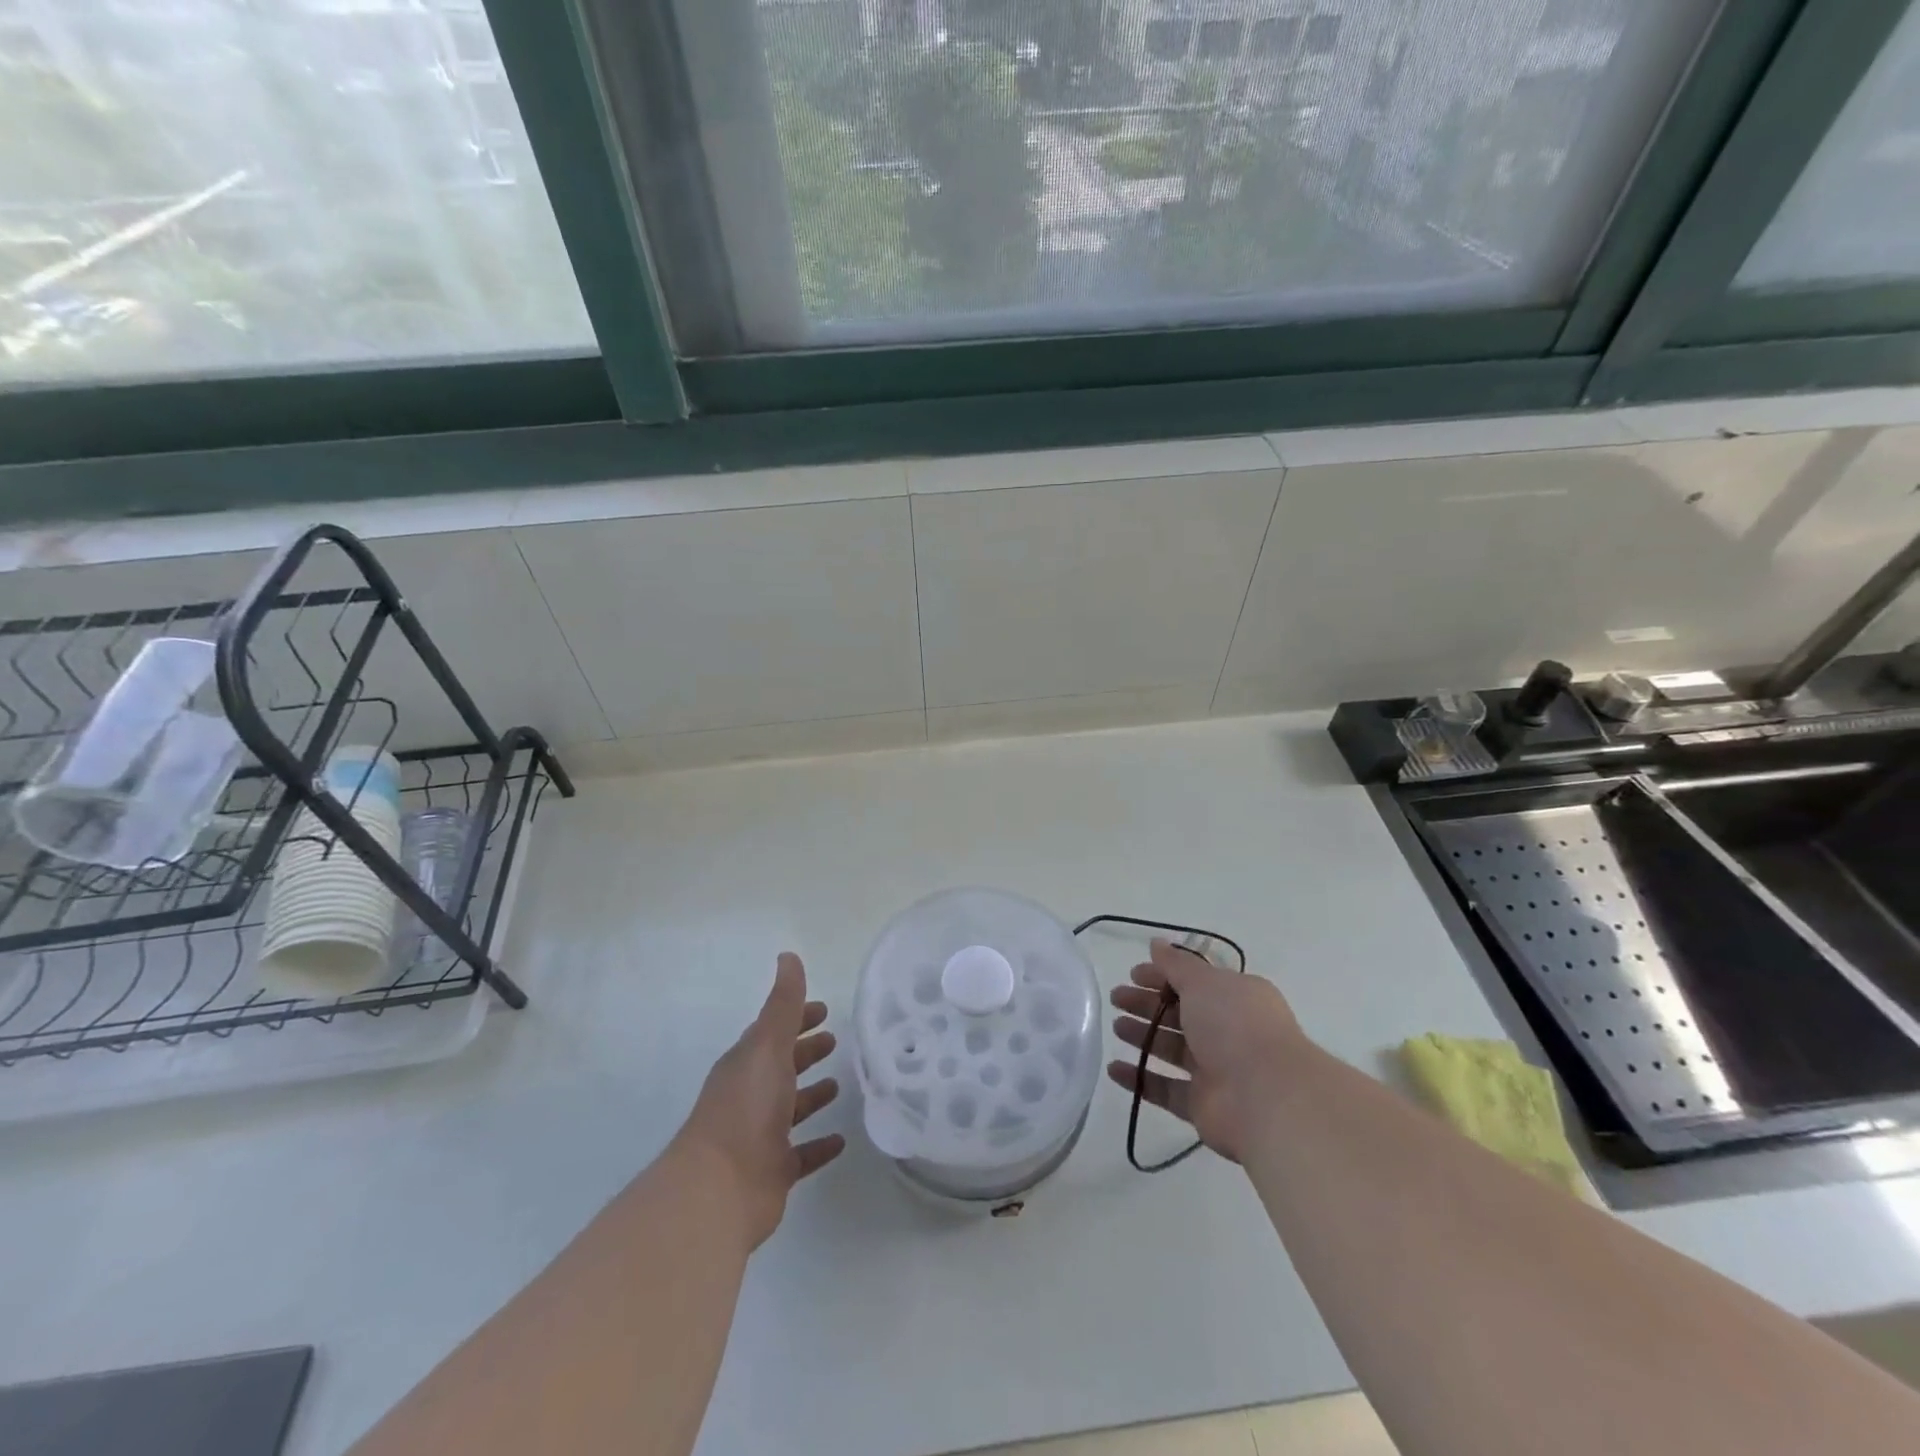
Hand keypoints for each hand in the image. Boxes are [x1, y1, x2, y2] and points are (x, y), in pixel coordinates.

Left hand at [676, 952, 844, 1249]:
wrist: (720, 1188)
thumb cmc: (746, 1106)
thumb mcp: (768, 1045)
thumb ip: (783, 1003)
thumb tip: (788, 956)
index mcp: (746, 1063)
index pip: (773, 1032)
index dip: (797, 1018)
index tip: (824, 1009)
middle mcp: (750, 1096)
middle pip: (781, 1067)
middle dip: (805, 1052)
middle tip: (834, 1040)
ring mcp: (760, 1136)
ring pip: (790, 1110)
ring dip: (812, 1096)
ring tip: (839, 1085)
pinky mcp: (773, 1172)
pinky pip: (801, 1154)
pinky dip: (819, 1146)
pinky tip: (841, 1141)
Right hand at [1107, 939, 1307, 1162]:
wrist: (1266, 1097)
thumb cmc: (1235, 1025)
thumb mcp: (1203, 982)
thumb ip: (1175, 964)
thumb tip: (1156, 944)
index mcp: (1235, 998)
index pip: (1194, 982)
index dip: (1162, 976)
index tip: (1132, 974)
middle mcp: (1228, 1032)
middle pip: (1180, 1014)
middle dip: (1147, 1004)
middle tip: (1116, 998)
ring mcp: (1215, 1070)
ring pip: (1171, 1049)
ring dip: (1142, 1036)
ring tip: (1115, 1027)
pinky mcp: (1202, 1104)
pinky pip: (1165, 1088)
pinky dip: (1140, 1078)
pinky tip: (1114, 1069)